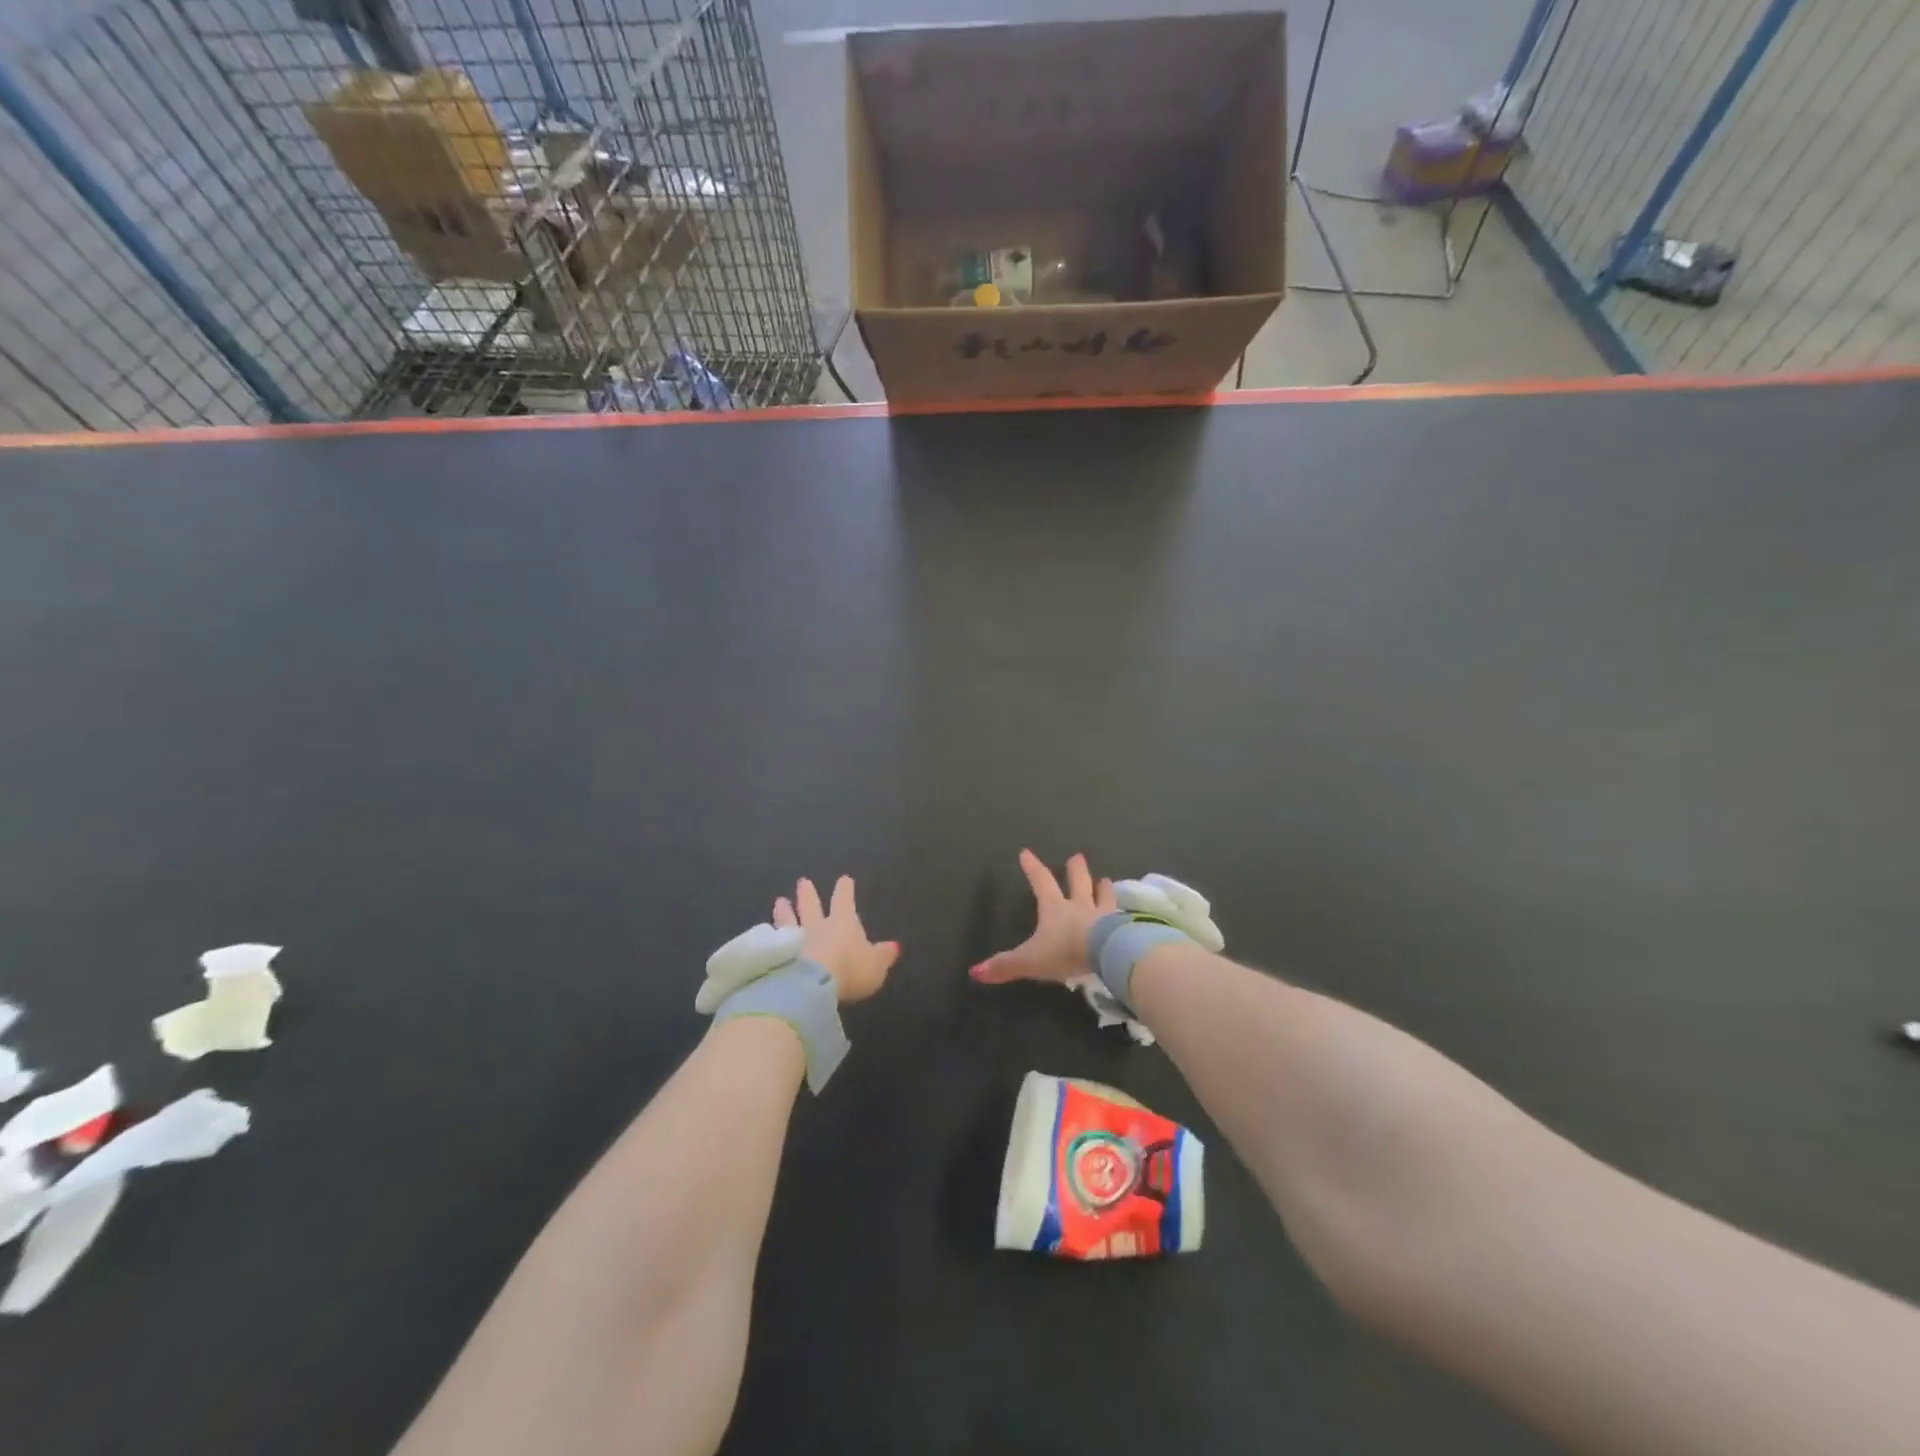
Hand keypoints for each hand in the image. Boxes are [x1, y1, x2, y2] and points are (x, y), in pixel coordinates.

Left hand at [772, 876, 899, 1003]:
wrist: (810, 984)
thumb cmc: (849, 970)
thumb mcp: (875, 966)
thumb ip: (883, 955)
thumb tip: (893, 946)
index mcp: (843, 922)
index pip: (844, 900)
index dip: (845, 890)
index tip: (844, 879)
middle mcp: (817, 925)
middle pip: (812, 905)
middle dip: (808, 894)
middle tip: (803, 881)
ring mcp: (794, 939)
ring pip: (789, 919)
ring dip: (785, 911)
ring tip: (780, 901)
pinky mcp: (776, 955)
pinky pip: (774, 941)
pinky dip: (771, 935)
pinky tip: (766, 932)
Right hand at [969, 850, 1116, 985]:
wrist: (1105, 954)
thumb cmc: (1064, 951)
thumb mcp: (1029, 960)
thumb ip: (1005, 966)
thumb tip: (974, 972)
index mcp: (1055, 909)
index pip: (1041, 882)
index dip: (1032, 868)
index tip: (1026, 852)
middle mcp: (1080, 907)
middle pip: (1078, 882)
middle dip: (1076, 870)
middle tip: (1077, 856)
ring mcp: (1104, 916)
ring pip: (1104, 897)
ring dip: (1103, 888)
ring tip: (1106, 880)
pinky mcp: (1122, 929)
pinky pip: (1122, 918)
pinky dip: (1123, 914)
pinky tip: (1128, 914)